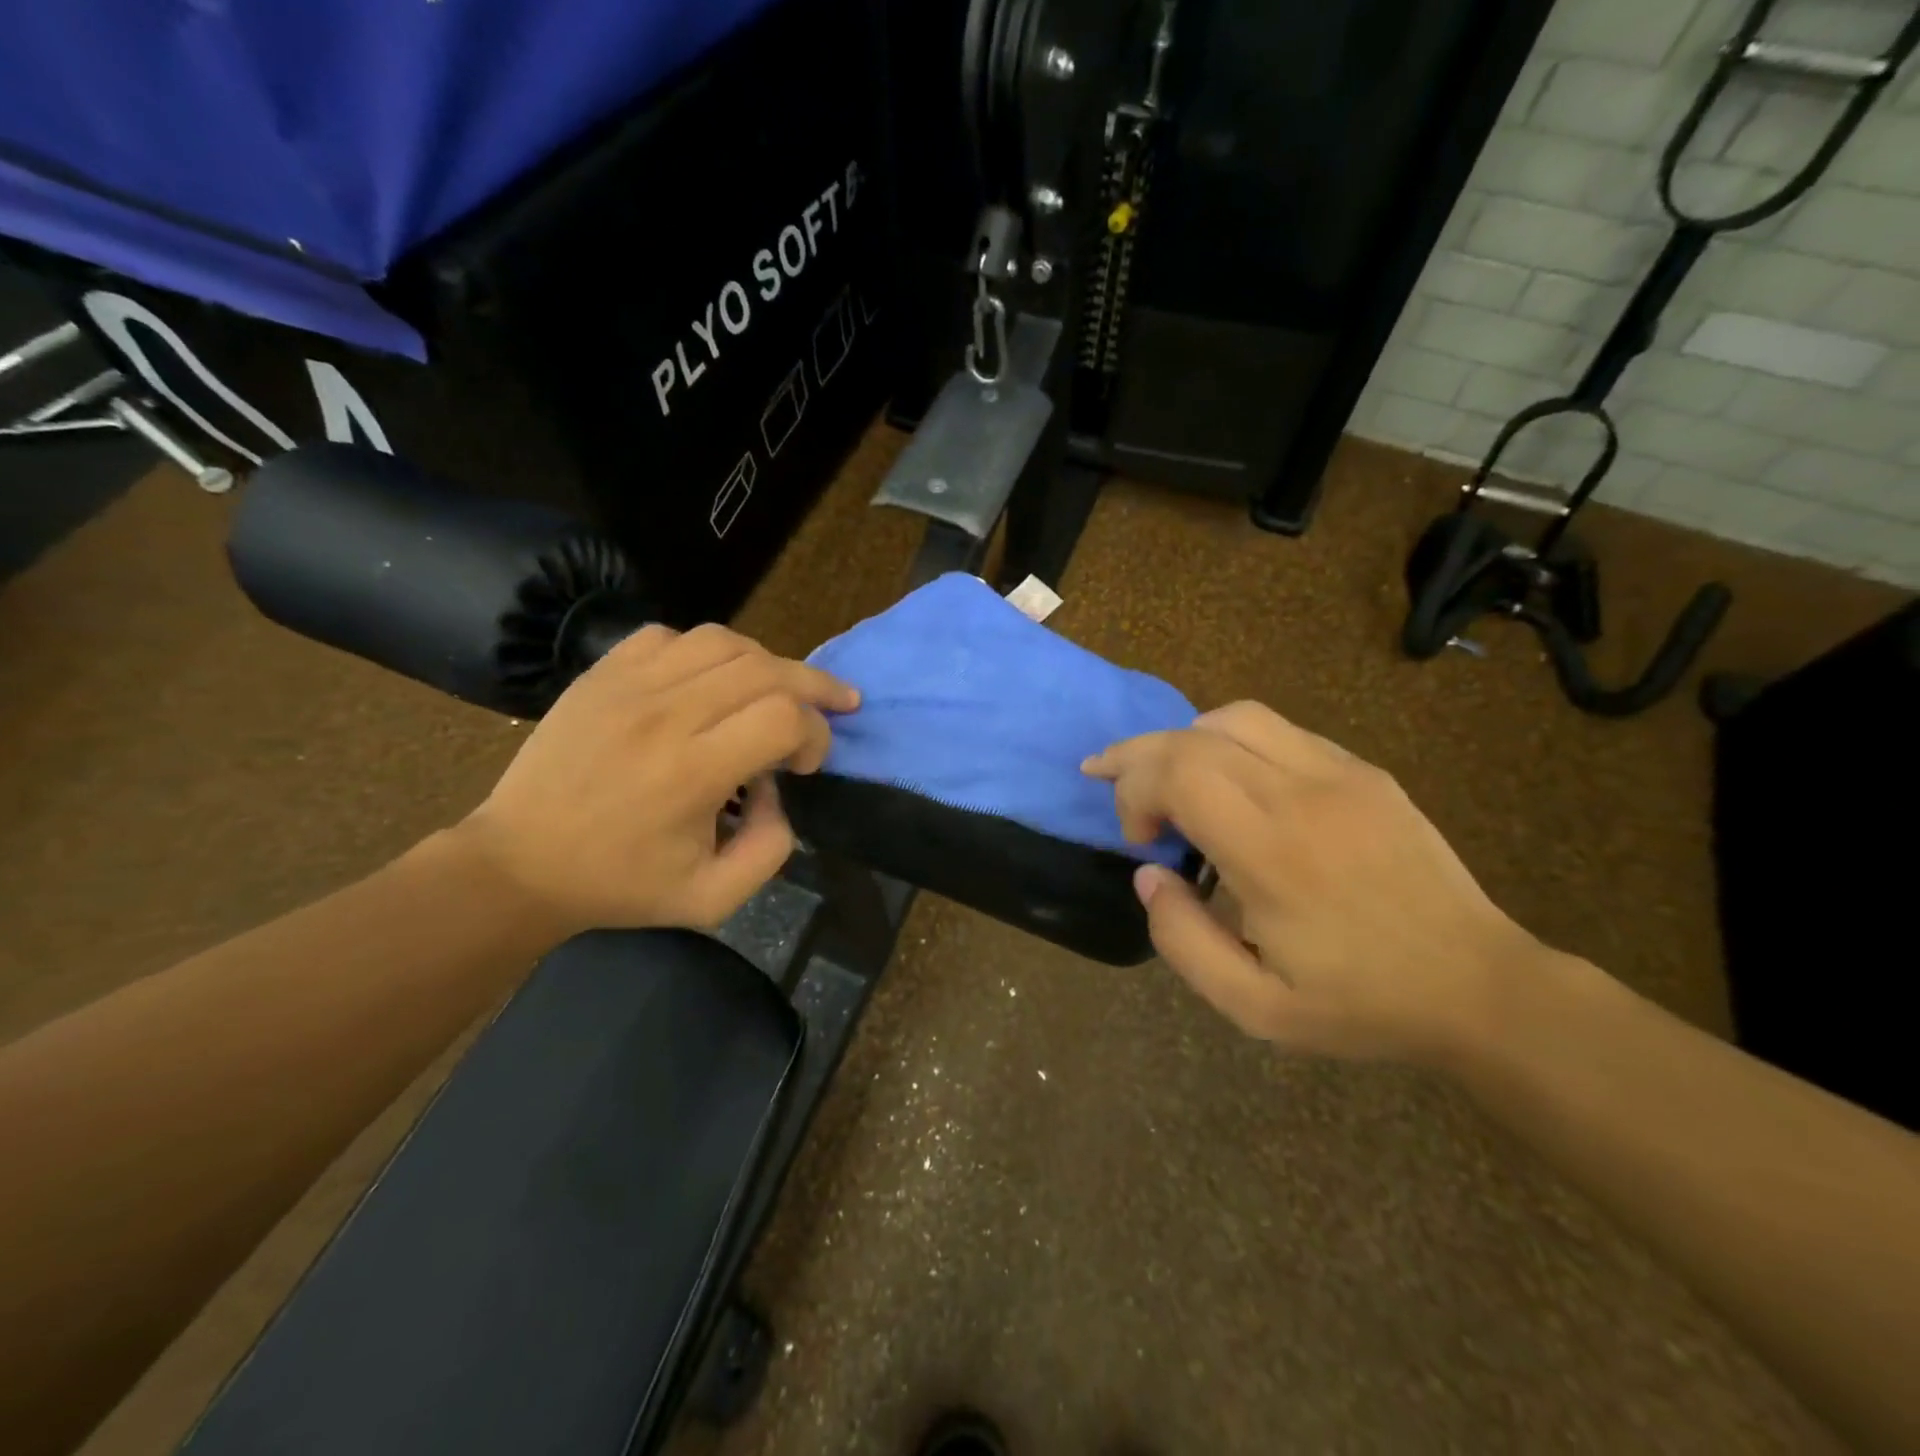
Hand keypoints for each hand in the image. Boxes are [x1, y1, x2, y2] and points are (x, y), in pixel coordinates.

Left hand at [454, 623, 858, 934]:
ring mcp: (627, 686)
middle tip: (836, 704)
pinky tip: (710, 681)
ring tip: (779, 688)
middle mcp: (665, 715)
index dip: (817, 734)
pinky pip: (670, 637)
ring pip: (723, 641)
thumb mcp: (712, 898)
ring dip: (766, 662)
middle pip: (765, 668)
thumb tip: (777, 791)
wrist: (519, 863)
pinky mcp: (601, 674)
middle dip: (815, 685)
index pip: (784, 717)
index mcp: (692, 772)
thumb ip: (771, 849)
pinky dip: (706, 652)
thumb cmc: (619, 885)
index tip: (807, 764)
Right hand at [1084, 702, 1547, 1063]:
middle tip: (1111, 783)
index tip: (1140, 839)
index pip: (1178, 772)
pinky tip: (1230, 780)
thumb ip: (1182, 940)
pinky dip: (1232, 742)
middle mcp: (1303, 794)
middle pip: (1194, 737)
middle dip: (1138, 756)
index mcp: (1273, 852)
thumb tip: (1149, 875)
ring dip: (1185, 741)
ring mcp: (1340, 774)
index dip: (1134, 791)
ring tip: (1169, 779)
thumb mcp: (1254, 1007)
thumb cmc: (1360, 1004)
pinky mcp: (1364, 772)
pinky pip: (1279, 731)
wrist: (1477, 987)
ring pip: (1236, 717)